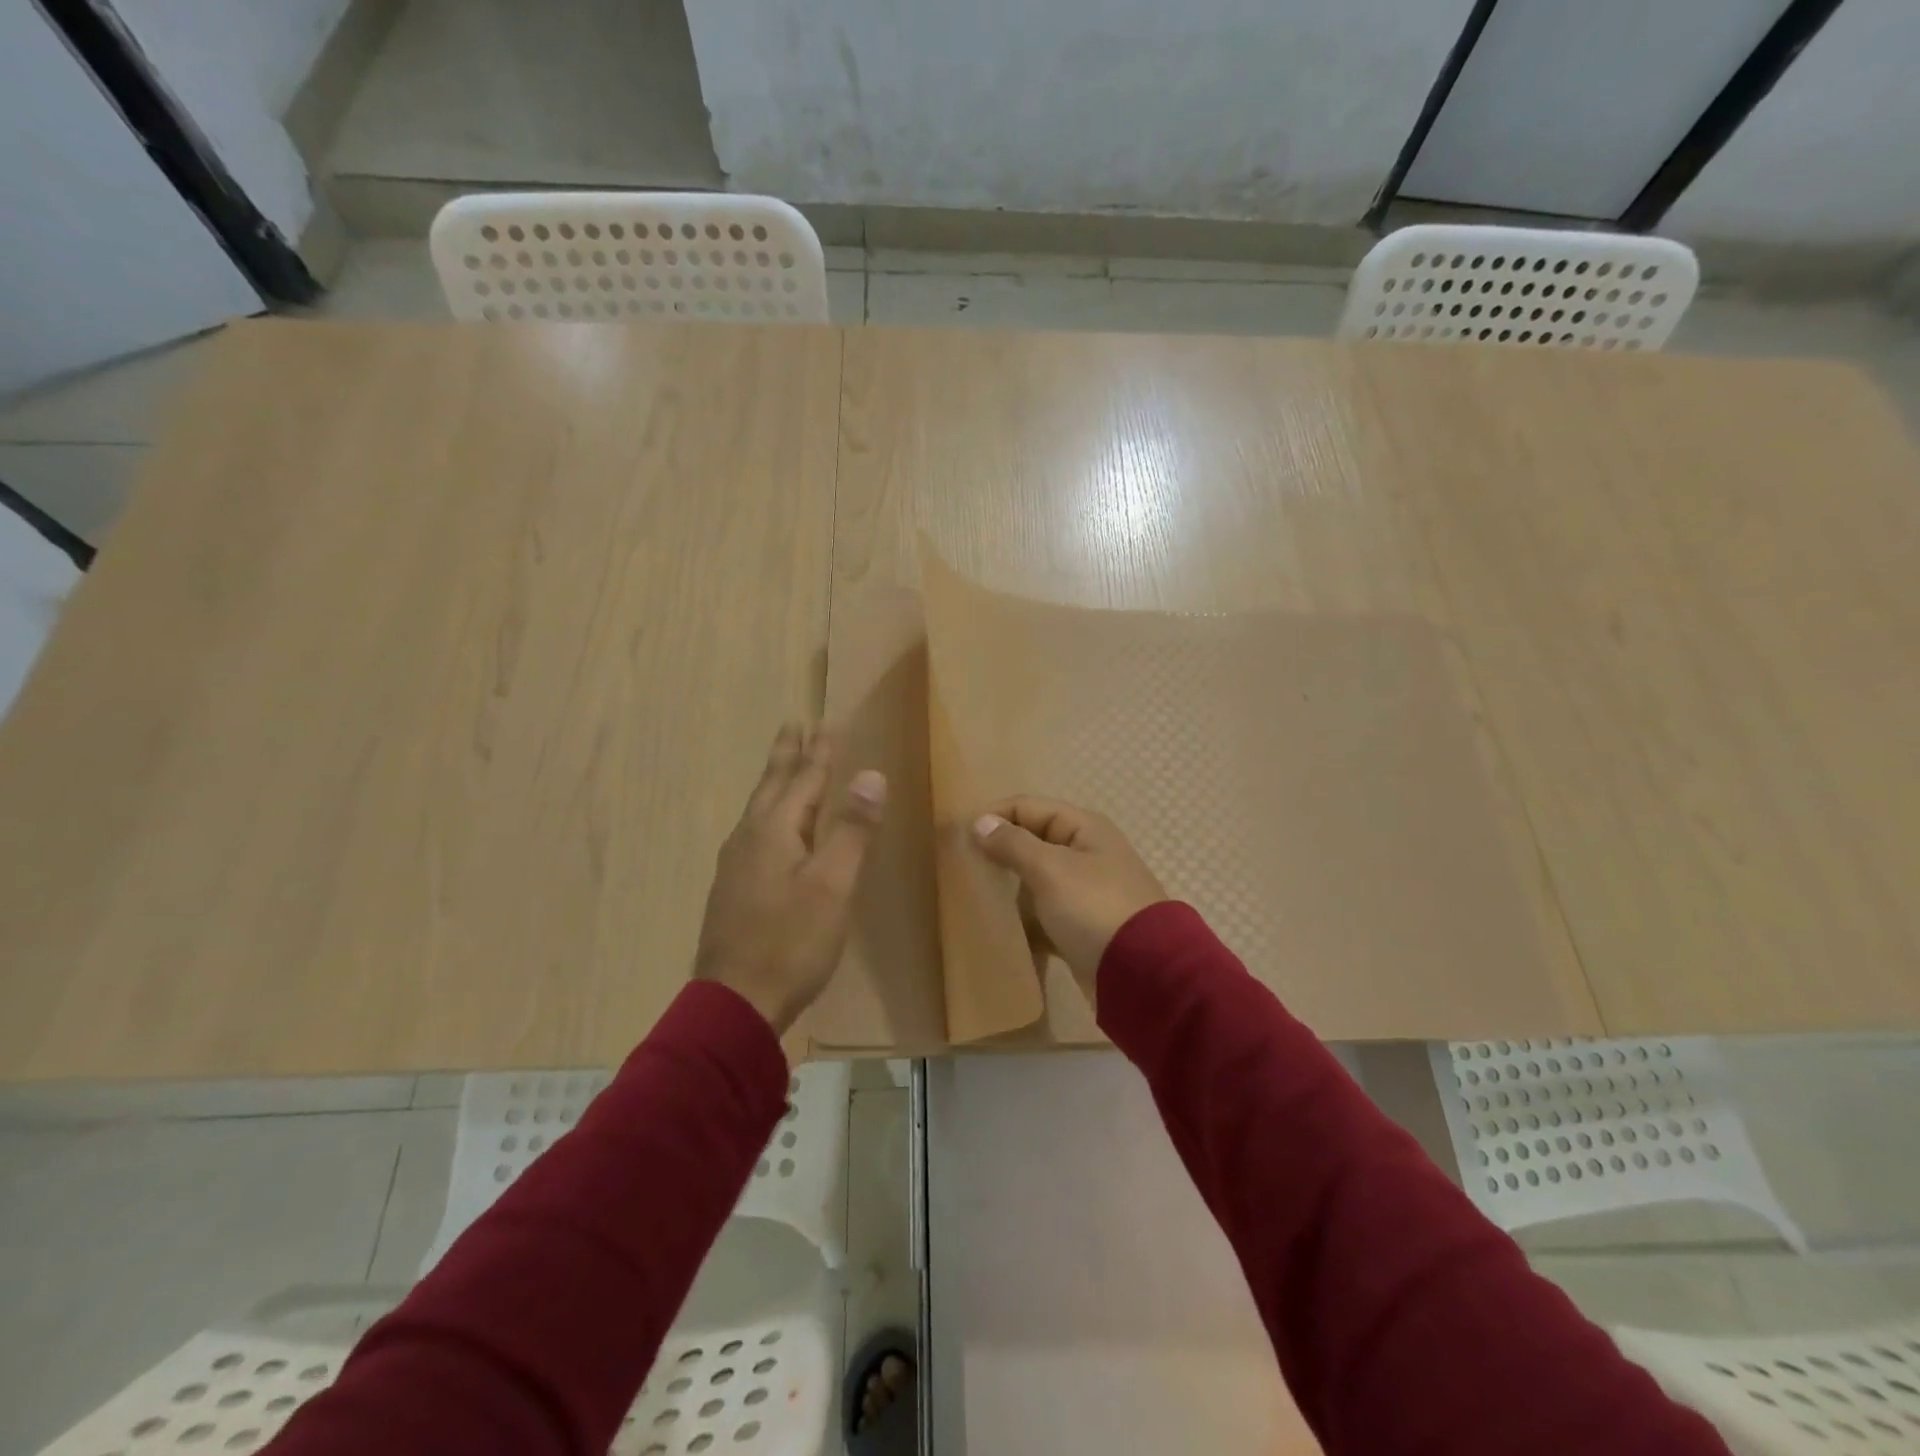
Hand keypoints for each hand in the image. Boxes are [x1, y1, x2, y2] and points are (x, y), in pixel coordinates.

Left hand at [694, 724, 886, 1033]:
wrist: (735, 1003)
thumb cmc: (791, 941)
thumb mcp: (832, 885)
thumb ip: (852, 829)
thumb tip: (871, 775)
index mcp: (773, 831)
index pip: (803, 779)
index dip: (818, 752)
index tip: (825, 722)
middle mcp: (749, 838)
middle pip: (771, 786)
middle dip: (786, 755)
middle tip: (792, 725)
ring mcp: (736, 865)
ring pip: (759, 809)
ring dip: (775, 782)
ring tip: (784, 767)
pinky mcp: (733, 889)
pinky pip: (755, 832)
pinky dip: (770, 813)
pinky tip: (771, 829)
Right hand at [972, 797, 1166, 1004]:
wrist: (1144, 975)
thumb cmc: (1094, 909)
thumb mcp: (1051, 870)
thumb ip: (1014, 844)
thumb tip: (981, 822)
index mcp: (1084, 828)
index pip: (1028, 807)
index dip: (994, 816)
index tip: (959, 837)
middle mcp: (1086, 853)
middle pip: (1032, 840)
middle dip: (999, 850)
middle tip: (963, 866)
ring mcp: (1086, 891)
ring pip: (1037, 878)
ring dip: (1009, 884)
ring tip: (974, 894)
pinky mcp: (1082, 925)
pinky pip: (1044, 911)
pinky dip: (1024, 916)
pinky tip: (1000, 925)